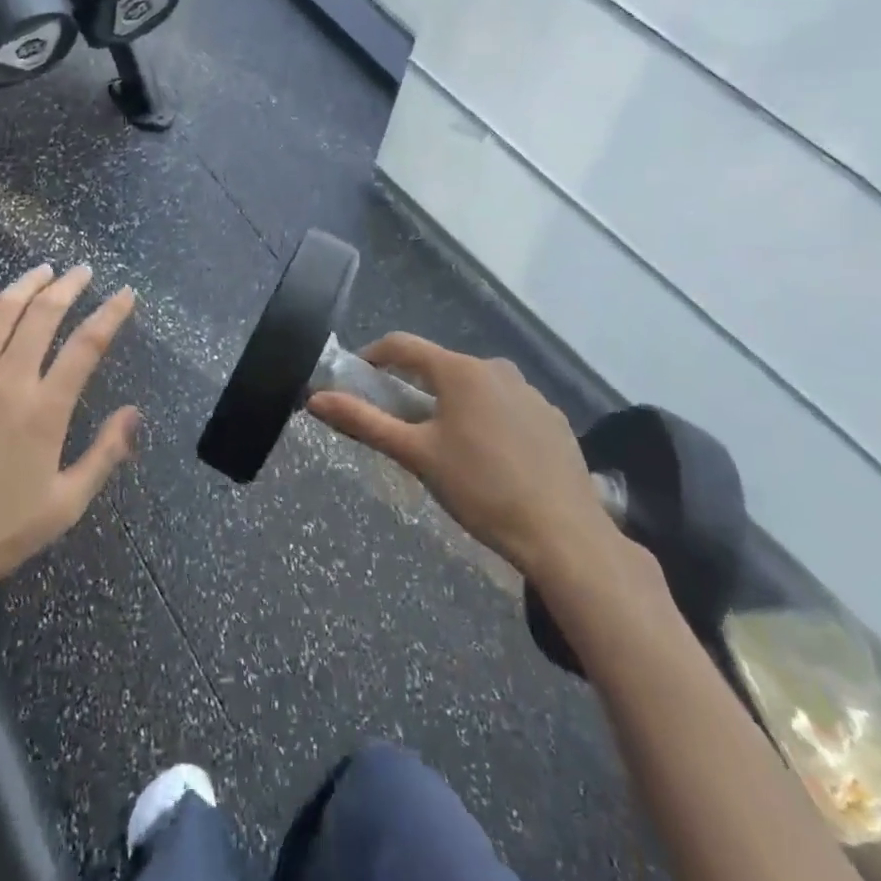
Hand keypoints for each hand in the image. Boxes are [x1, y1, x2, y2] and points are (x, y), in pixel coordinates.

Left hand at [0, 264, 140, 598]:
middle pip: (43, 316)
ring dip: (25, 285)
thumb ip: (105, 454)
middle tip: (82, 272)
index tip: (125, 294)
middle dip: (69, 287)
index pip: (87, 345)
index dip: (110, 313)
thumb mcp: (65, 504)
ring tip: (43, 271)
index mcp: (44, 410)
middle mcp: (7, 381)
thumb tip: (135, 412)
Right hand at [307, 334, 628, 589]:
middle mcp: (496, 368)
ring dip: (452, 406)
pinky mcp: (553, 418)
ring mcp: (530, 392)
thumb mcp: (416, 455)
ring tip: (447, 449)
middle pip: (440, 368)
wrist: (564, 535)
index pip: (402, 345)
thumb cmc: (480, 489)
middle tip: (402, 427)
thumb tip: (316, 399)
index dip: (373, 357)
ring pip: (475, 388)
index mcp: (460, 370)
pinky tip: (491, 460)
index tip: (357, 380)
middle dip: (415, 389)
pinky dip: (487, 421)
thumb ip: (365, 422)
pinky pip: (506, 407)